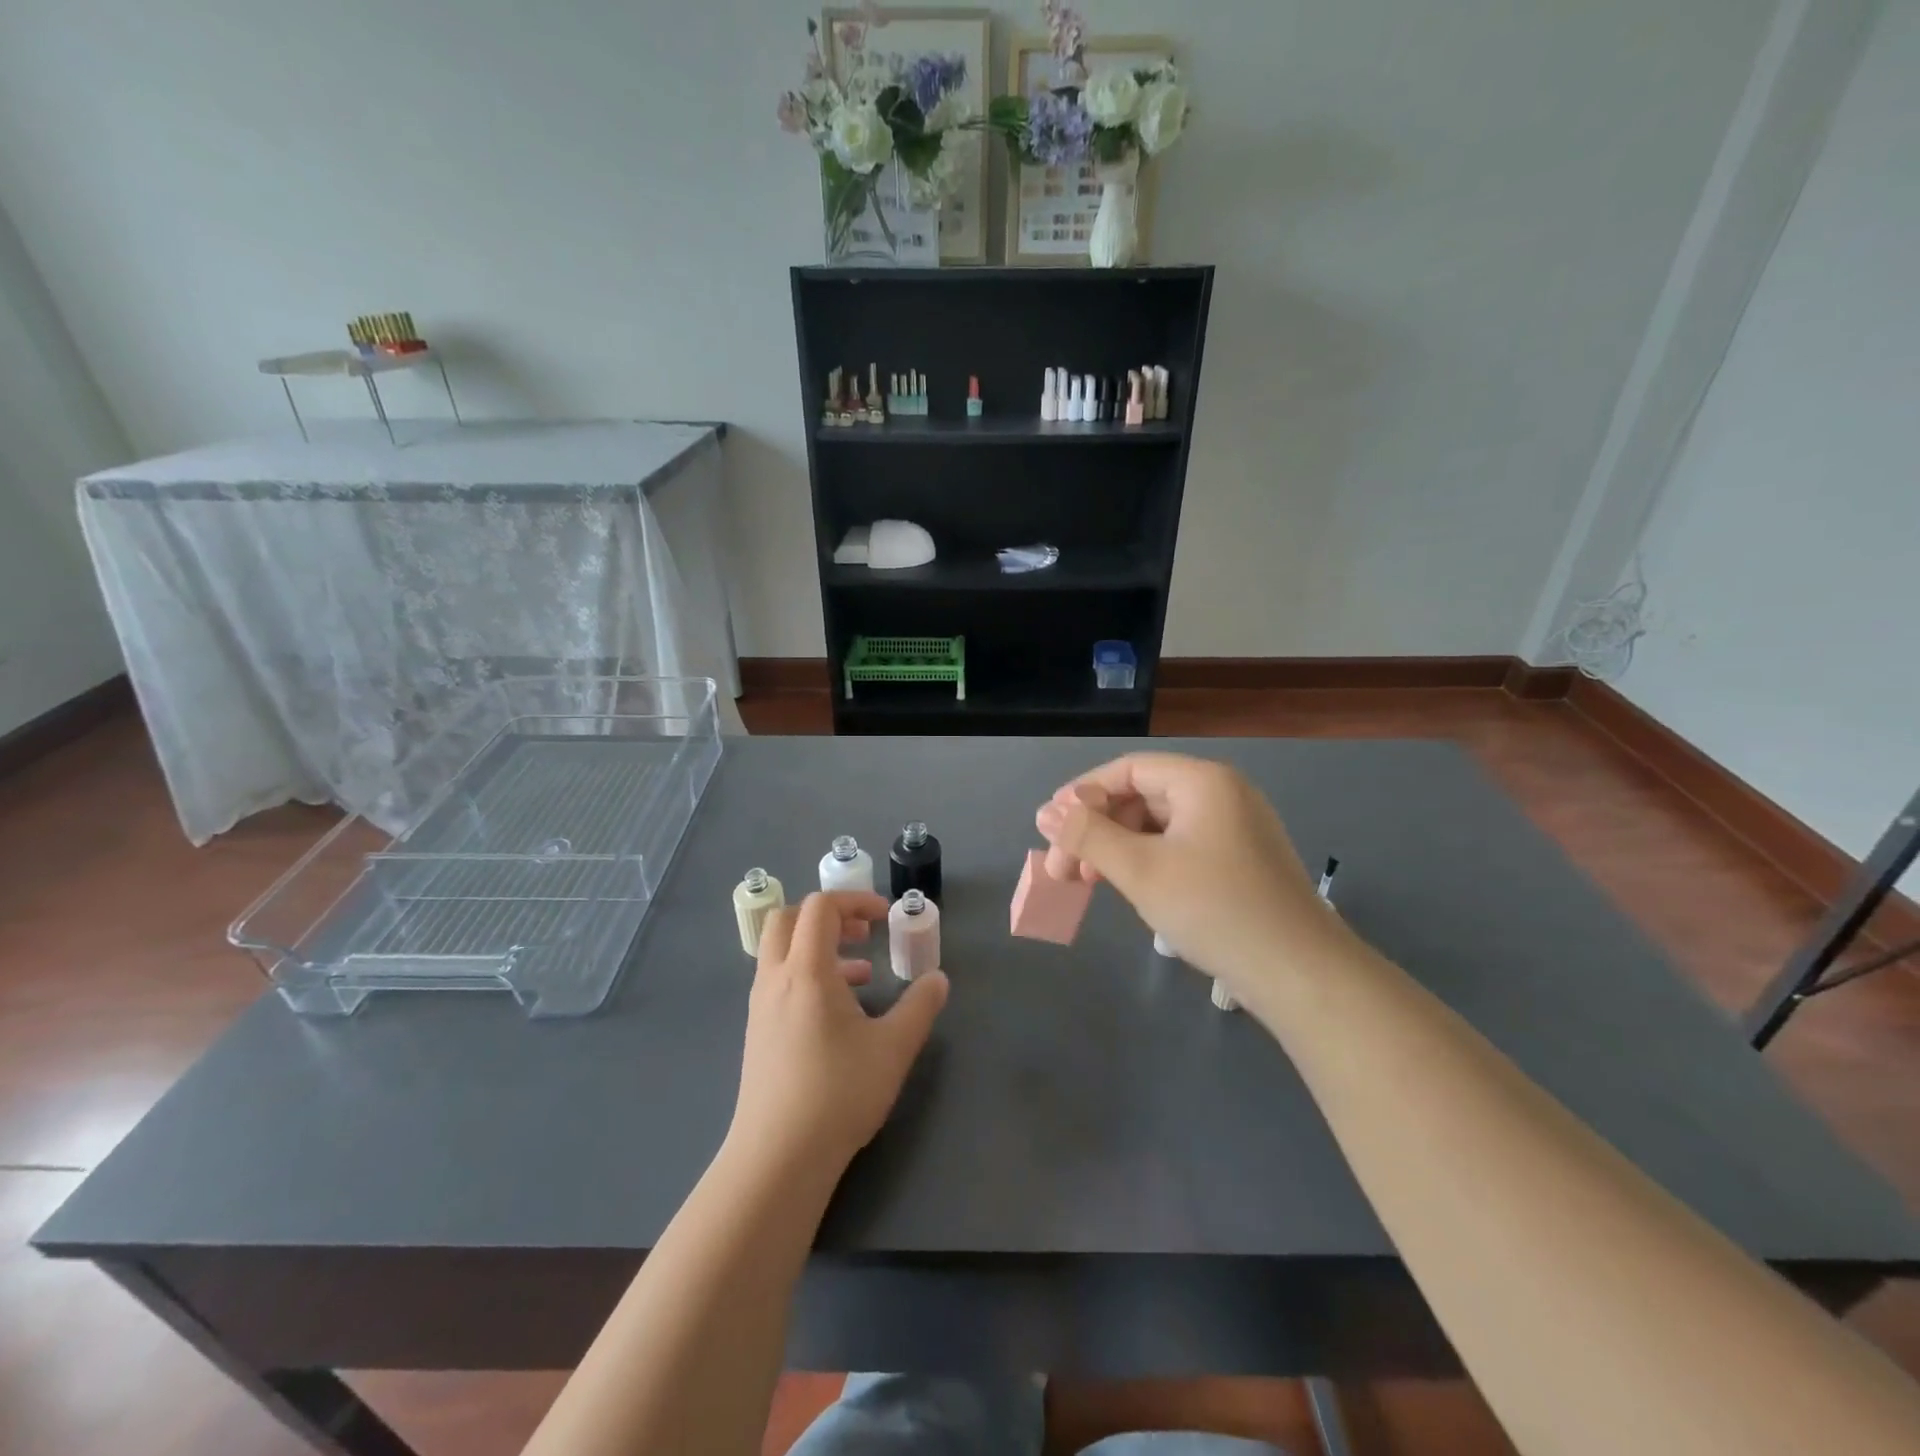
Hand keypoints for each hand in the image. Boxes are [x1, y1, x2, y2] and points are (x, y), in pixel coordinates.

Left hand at [728, 890, 948, 1173]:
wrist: (778, 1158)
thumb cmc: (838, 1093)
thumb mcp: (893, 1048)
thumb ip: (920, 1006)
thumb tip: (938, 978)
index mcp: (806, 971)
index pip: (821, 907)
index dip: (855, 901)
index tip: (884, 918)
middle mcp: (776, 979)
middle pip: (788, 919)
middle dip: (828, 916)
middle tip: (863, 933)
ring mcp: (761, 1007)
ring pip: (782, 952)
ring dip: (819, 948)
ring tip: (862, 976)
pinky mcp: (758, 1032)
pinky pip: (779, 981)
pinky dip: (808, 976)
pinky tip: (839, 1014)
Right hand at [1035, 753, 1347, 993]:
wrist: (1300, 974)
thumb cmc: (1214, 909)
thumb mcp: (1139, 869)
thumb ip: (1087, 835)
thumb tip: (1046, 812)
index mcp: (1202, 781)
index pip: (1128, 770)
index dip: (1083, 794)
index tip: (1050, 829)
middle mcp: (1222, 794)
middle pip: (1142, 796)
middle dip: (1097, 828)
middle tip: (1064, 868)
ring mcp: (1236, 828)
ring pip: (1160, 825)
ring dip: (1119, 848)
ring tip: (1091, 883)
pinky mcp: (1242, 861)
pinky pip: (1181, 846)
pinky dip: (1148, 862)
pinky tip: (1132, 889)